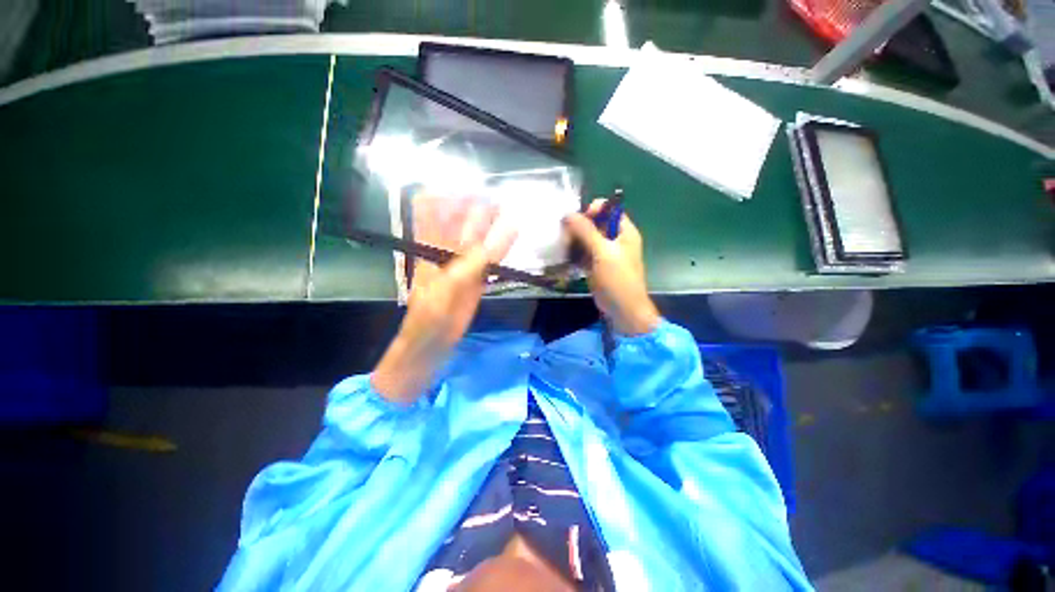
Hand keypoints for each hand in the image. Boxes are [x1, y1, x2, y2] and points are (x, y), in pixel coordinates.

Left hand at [372, 197, 515, 403]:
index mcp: (431, 247)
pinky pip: (489, 260)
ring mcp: (462, 266)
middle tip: (501, 197)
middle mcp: (446, 252)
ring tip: (511, 213)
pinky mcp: (475, 281)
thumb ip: (476, 259)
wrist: (431, 344)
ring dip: (493, 228)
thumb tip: (504, 231)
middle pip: (461, 223)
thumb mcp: (451, 284)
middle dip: (478, 209)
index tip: (467, 184)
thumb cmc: (431, 314)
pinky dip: (501, 250)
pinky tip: (512, 240)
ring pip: (478, 240)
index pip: (432, 211)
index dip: (446, 195)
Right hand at [563, 200, 659, 335]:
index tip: (578, 222)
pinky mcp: (596, 265)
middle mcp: (615, 239)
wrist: (623, 310)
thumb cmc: (618, 279)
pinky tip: (565, 257)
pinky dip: (575, 253)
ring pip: (587, 239)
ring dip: (574, 241)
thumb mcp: (603, 252)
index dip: (593, 211)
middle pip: (595, 223)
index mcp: (624, 231)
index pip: (608, 209)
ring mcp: (605, 253)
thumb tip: (568, 214)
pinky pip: (583, 253)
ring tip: (564, 247)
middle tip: (566, 236)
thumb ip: (586, 231)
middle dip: (579, 227)